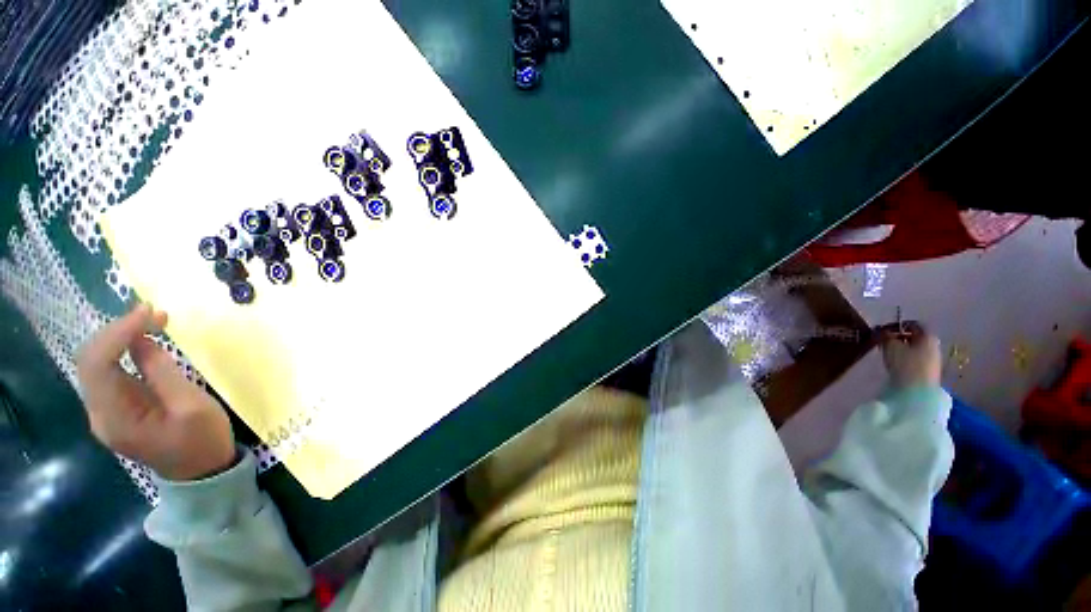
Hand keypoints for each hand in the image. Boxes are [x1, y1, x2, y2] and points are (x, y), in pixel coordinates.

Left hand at [76, 303, 235, 480]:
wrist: (202, 472)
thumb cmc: (202, 440)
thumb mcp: (192, 406)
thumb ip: (163, 374)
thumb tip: (143, 341)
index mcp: (115, 417)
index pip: (97, 364)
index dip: (117, 332)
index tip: (150, 312)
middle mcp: (100, 414)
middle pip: (91, 361)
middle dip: (118, 330)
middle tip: (154, 313)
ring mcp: (105, 413)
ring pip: (97, 364)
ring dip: (119, 337)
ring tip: (151, 321)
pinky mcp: (116, 409)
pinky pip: (109, 372)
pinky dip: (123, 350)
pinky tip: (142, 340)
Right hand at [878, 321, 941, 387]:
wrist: (918, 391)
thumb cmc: (905, 363)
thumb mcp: (890, 346)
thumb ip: (885, 336)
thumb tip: (881, 330)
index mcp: (927, 335)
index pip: (912, 324)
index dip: (896, 325)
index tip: (882, 330)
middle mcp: (934, 345)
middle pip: (914, 337)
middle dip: (898, 338)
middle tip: (883, 342)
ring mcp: (934, 359)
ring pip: (915, 349)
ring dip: (901, 349)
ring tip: (887, 353)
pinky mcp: (929, 371)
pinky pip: (916, 359)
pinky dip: (905, 358)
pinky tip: (895, 363)